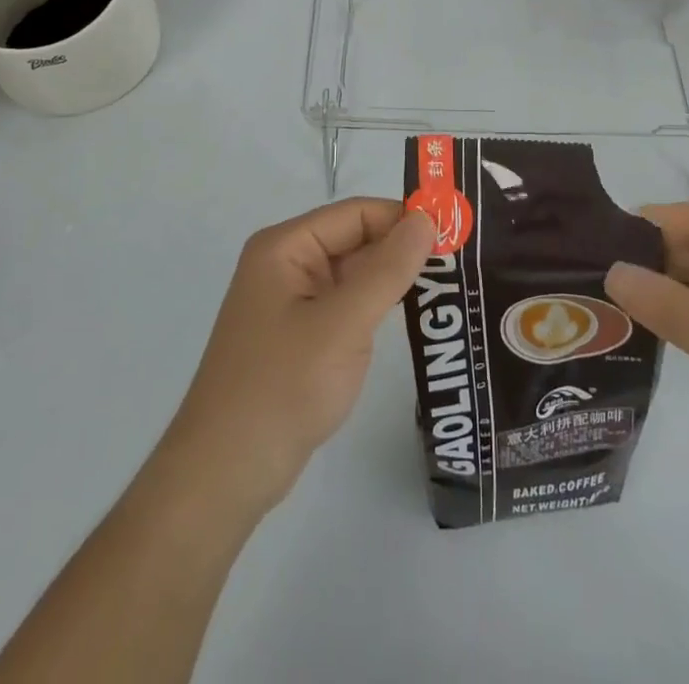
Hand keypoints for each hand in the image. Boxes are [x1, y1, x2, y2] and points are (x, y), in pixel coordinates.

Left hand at [163, 199, 435, 515]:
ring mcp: (293, 301)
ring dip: (394, 278)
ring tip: (450, 284)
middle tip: (462, 261)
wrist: (225, 475)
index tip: (455, 234)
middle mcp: (287, 263)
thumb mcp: (343, 323)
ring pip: (355, 273)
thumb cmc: (282, 387)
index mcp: (286, 247)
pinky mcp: (301, 334)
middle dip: (403, 249)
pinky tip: (414, 315)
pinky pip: (347, 304)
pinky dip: (378, 306)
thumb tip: (426, 220)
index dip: (404, 219)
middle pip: (356, 239)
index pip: (357, 213)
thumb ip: (388, 269)